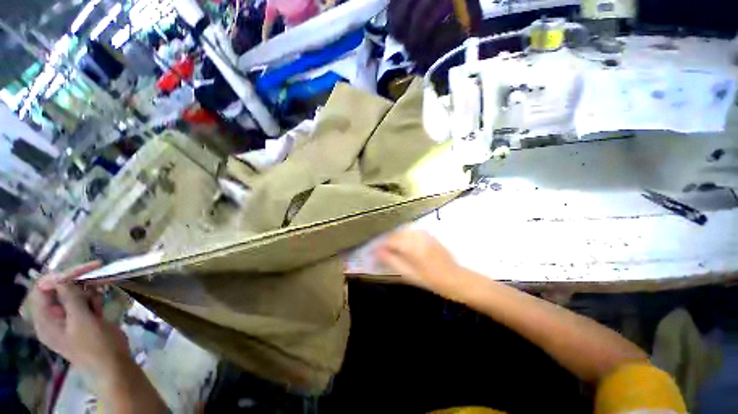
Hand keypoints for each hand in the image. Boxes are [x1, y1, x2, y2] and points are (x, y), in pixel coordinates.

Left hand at [28, 263, 130, 380]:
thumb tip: (63, 277)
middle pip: (58, 289)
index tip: (80, 270)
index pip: (43, 290)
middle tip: (96, 270)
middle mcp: (53, 317)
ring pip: (73, 293)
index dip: (58, 277)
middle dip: (76, 281)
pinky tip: (100, 304)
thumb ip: (71, 298)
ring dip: (87, 291)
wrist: (114, 364)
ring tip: (99, 298)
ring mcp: (68, 318)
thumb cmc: (95, 345)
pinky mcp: (82, 318)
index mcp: (45, 320)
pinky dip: (92, 298)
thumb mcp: (82, 321)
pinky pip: (83, 301)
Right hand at [375, 230, 462, 294]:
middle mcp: (417, 236)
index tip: (371, 251)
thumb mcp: (409, 274)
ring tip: (389, 247)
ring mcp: (424, 234)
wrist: (455, 278)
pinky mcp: (428, 235)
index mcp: (412, 246)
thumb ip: (392, 261)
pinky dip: (403, 235)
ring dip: (394, 237)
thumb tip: (378, 253)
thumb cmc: (431, 280)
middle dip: (386, 241)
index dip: (379, 246)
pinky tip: (402, 243)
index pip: (390, 241)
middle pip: (395, 234)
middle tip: (379, 251)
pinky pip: (411, 231)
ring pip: (403, 231)